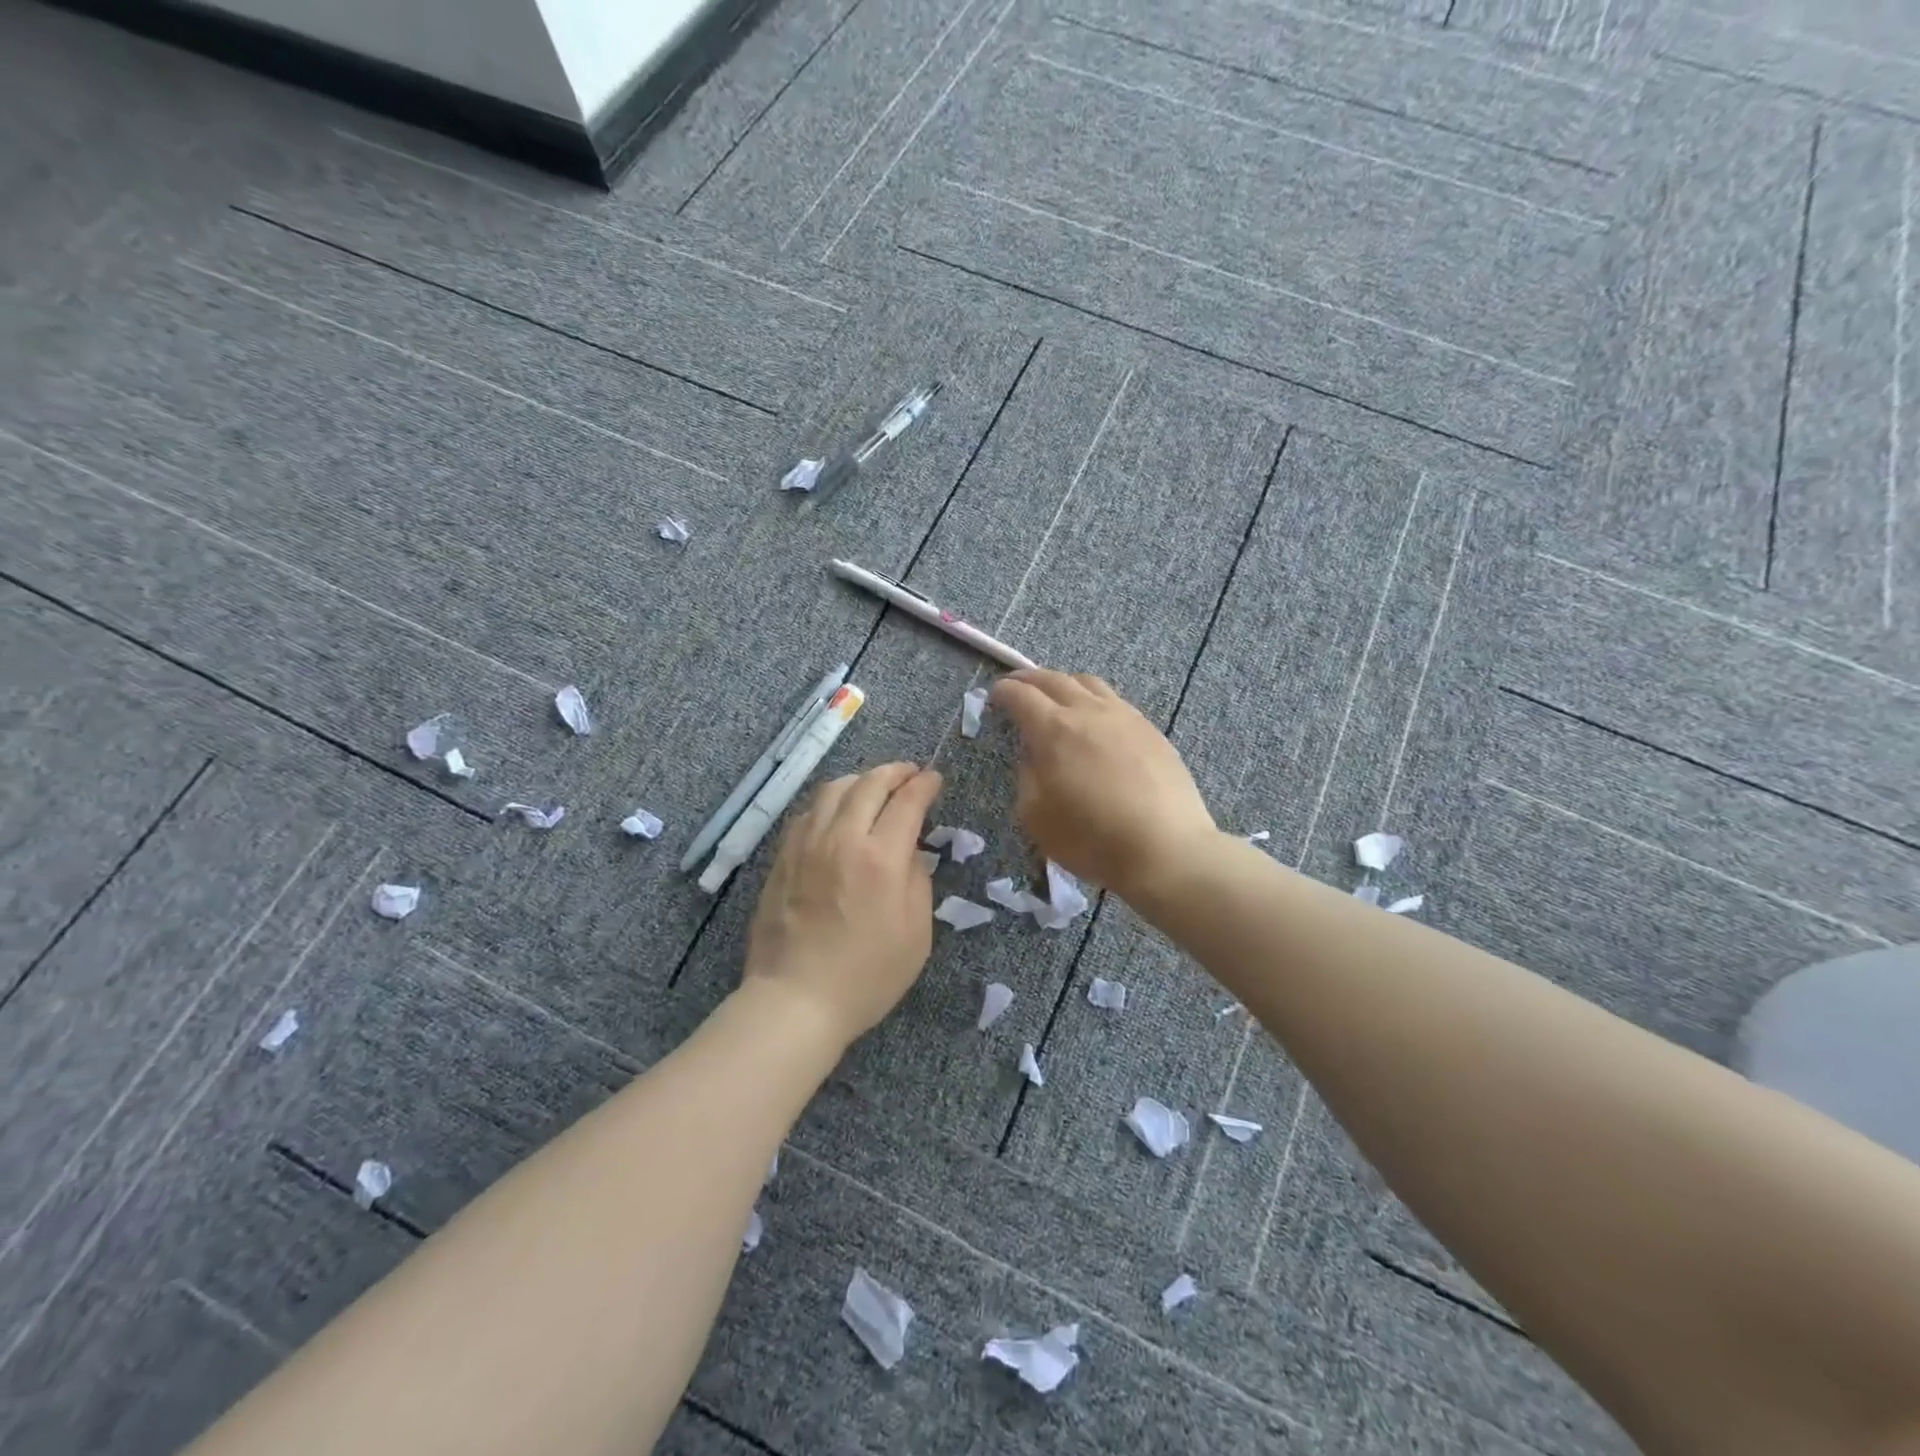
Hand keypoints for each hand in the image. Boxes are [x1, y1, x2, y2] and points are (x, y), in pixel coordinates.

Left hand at [742, 762, 943, 1046]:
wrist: (795, 1000)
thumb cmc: (867, 977)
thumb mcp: (917, 935)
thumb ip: (918, 881)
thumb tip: (909, 852)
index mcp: (881, 859)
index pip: (906, 802)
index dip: (924, 784)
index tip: (934, 778)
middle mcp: (842, 839)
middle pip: (869, 784)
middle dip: (895, 771)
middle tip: (910, 774)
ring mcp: (806, 845)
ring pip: (833, 789)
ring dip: (860, 780)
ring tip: (873, 788)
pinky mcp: (783, 858)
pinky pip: (808, 812)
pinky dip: (830, 801)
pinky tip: (837, 814)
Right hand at [990, 669, 1215, 898]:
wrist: (1165, 849)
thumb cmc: (1091, 838)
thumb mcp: (1036, 816)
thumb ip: (1027, 776)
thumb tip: (1033, 754)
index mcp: (1054, 730)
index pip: (1021, 696)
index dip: (1003, 692)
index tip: (994, 695)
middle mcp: (1088, 712)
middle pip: (1054, 679)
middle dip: (1029, 678)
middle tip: (1016, 684)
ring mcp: (1125, 717)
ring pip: (1089, 683)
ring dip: (1064, 682)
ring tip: (1056, 693)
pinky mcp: (1151, 731)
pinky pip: (1115, 701)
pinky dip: (1094, 699)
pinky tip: (1096, 717)